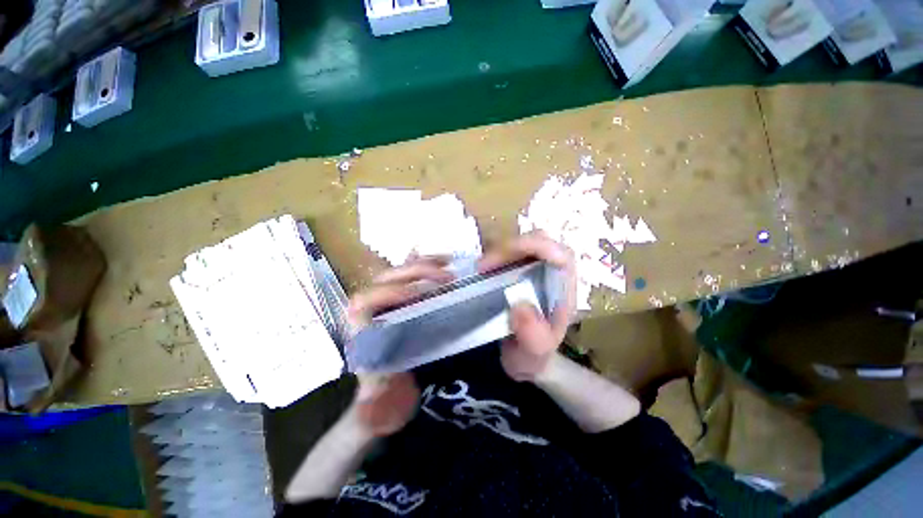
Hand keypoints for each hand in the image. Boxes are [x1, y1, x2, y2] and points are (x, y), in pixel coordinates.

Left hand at [346, 256, 454, 436]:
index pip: (365, 301)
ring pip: (399, 273)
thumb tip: (372, 391)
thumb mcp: (379, 407)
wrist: (390, 402)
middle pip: (386, 280)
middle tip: (446, 277)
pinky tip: (443, 261)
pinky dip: (426, 265)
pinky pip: (412, 276)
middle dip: (415, 274)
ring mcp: (389, 304)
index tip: (421, 294)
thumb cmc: (381, 403)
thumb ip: (373, 403)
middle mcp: (372, 312)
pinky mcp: (404, 302)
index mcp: (361, 332)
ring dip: (423, 265)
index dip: (390, 293)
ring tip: (448, 265)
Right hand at [478, 231, 576, 381]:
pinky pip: (507, 253)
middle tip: (483, 266)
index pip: (562, 255)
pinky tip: (480, 271)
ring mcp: (533, 270)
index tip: (511, 255)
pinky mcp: (517, 270)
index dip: (541, 247)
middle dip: (511, 248)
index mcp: (562, 292)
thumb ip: (533, 337)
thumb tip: (521, 305)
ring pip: (521, 244)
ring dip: (499, 252)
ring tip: (479, 270)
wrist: (520, 359)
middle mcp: (551, 275)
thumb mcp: (532, 356)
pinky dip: (493, 257)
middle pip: (539, 242)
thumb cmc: (530, 357)